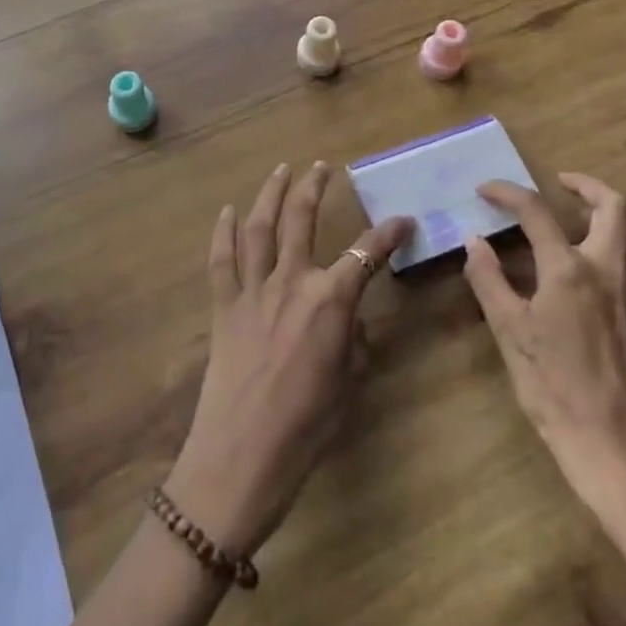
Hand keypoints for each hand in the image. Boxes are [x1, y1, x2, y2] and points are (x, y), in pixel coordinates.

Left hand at [165, 163, 412, 555]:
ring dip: (270, 193)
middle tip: (323, 167)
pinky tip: (227, 211)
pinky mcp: (223, 306)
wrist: (241, 458)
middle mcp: (291, 282)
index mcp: (330, 301)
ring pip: (259, 227)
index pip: (367, 253)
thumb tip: (349, 321)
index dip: (389, 233)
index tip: (403, 221)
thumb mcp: (349, 384)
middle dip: (314, 187)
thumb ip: (354, 341)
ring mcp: (252, 290)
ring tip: (281, 170)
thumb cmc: (306, 429)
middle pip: (302, 219)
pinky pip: (221, 260)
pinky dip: (223, 232)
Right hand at [464, 173, 625, 539]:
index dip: (508, 192)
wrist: (618, 449)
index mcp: (569, 270)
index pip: (536, 211)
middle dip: (586, 185)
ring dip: (619, 215)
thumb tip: (474, 241)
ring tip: (592, 221)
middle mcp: (611, 269)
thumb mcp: (509, 334)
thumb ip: (489, 280)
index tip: (486, 189)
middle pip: (614, 205)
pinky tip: (614, 269)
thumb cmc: (554, 390)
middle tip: (561, 185)